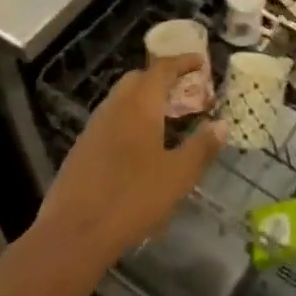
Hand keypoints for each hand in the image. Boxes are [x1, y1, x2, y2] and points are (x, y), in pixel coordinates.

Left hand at [39, 56, 225, 264]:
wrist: (73, 233)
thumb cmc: (133, 198)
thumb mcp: (178, 175)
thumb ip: (201, 147)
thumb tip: (221, 124)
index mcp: (140, 105)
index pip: (162, 69)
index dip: (183, 61)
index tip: (201, 62)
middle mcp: (115, 107)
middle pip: (138, 78)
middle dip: (162, 77)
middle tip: (185, 90)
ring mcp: (94, 127)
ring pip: (122, 99)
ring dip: (144, 98)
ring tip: (166, 117)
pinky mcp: (82, 148)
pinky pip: (111, 119)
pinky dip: (130, 118)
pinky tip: (140, 144)